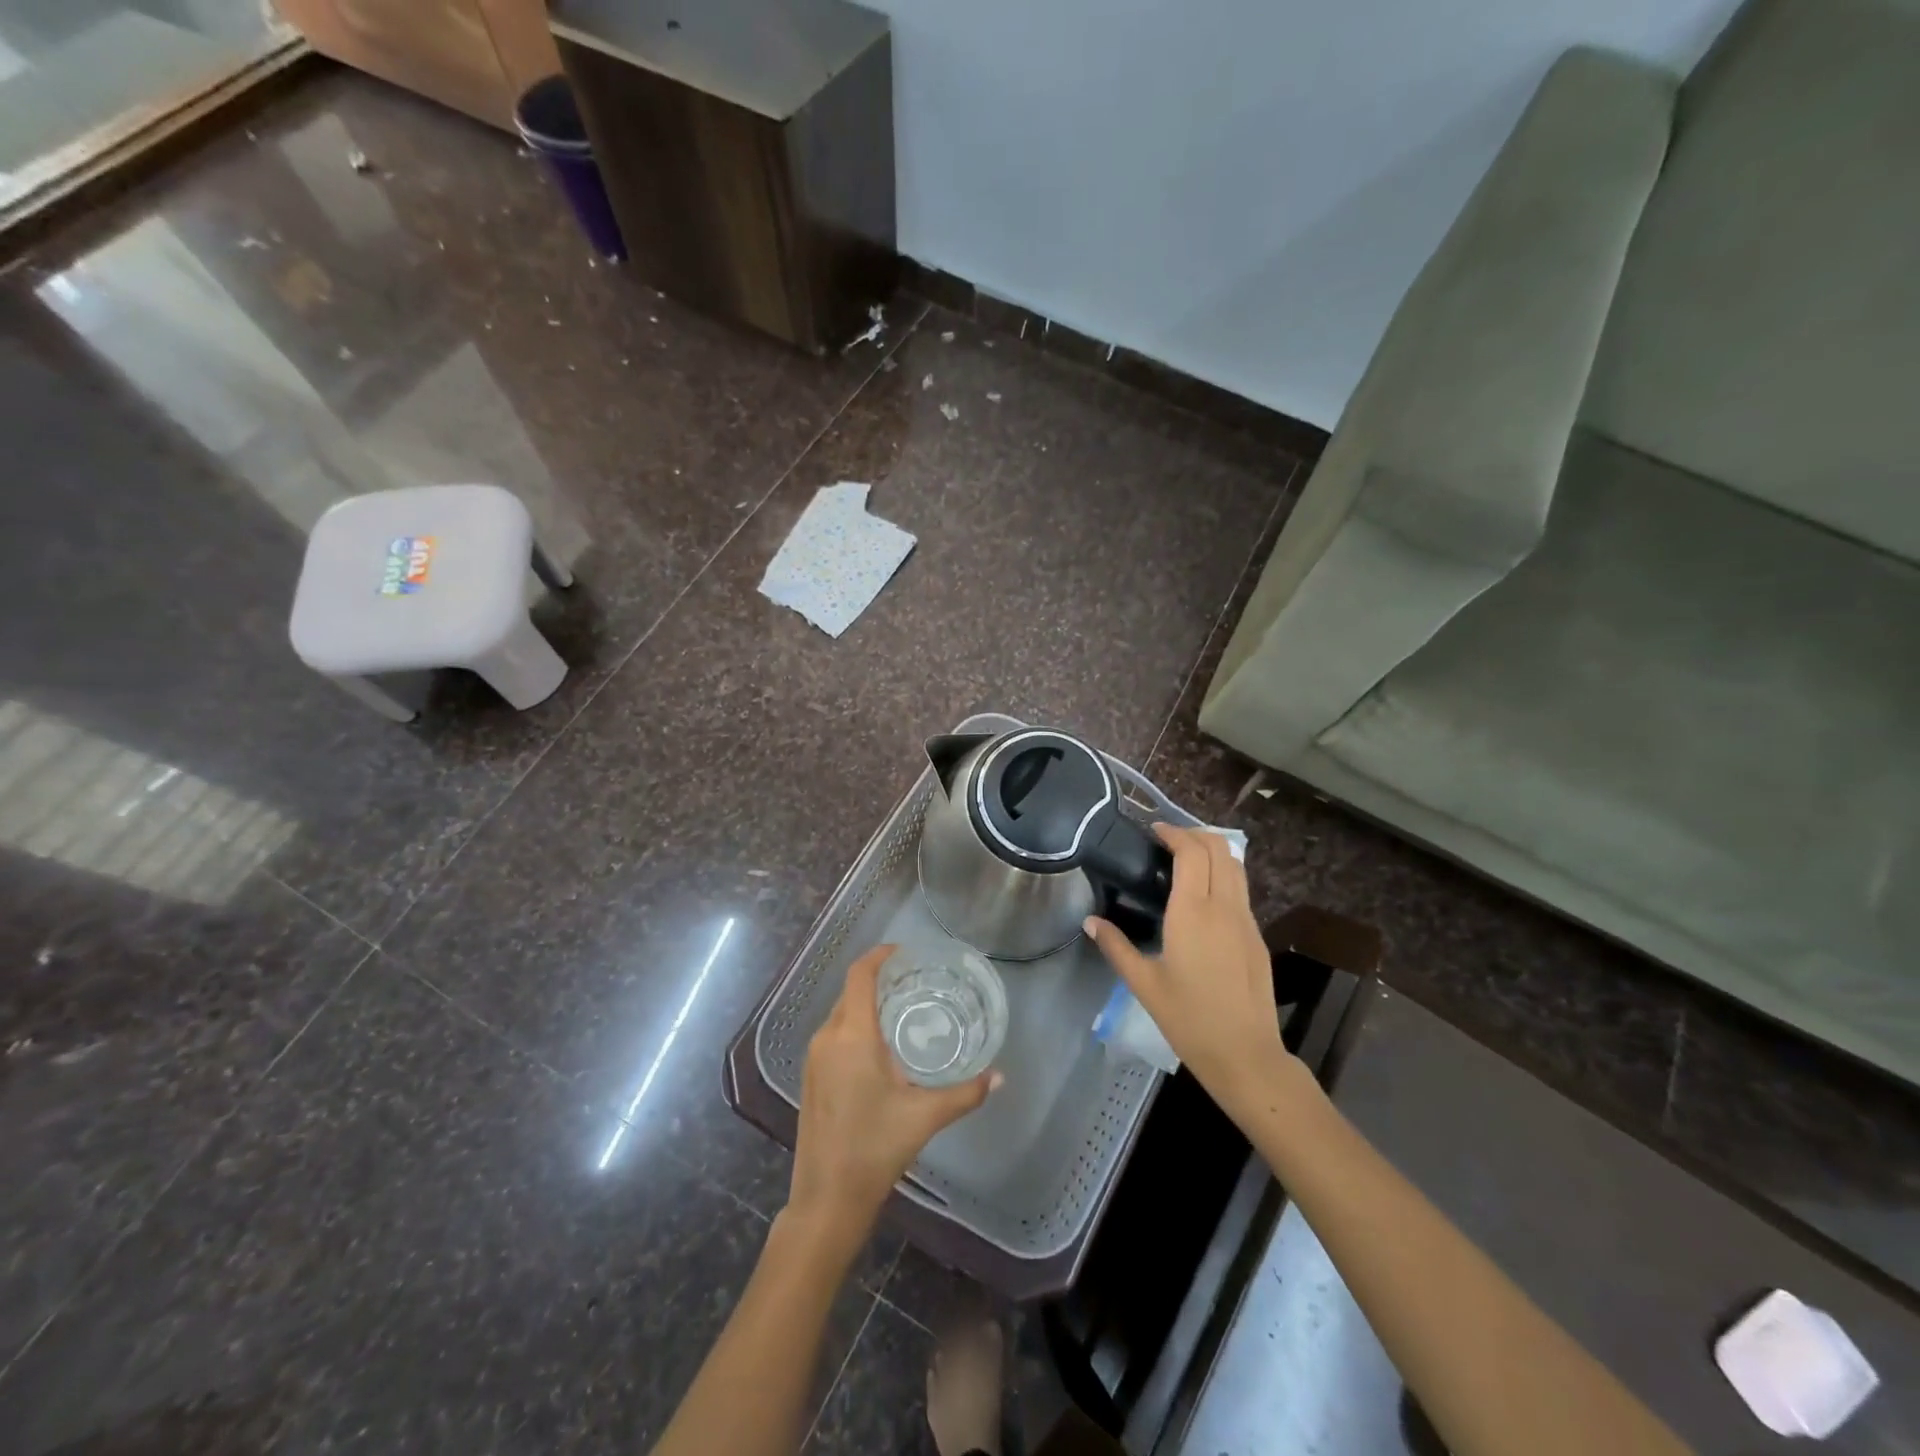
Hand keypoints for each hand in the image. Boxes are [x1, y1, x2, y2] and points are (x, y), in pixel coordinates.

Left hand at [788, 945, 1000, 1242]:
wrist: (825, 1200)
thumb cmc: (874, 1149)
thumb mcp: (925, 1117)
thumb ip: (965, 1093)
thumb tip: (999, 1077)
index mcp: (852, 1036)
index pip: (860, 975)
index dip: (879, 956)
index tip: (905, 951)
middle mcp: (827, 1037)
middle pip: (850, 992)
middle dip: (878, 979)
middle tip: (914, 980)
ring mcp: (814, 1058)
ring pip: (841, 1014)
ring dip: (866, 1004)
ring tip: (902, 1008)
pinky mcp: (810, 1077)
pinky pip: (834, 1034)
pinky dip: (855, 1025)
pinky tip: (880, 1046)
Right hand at [1084, 825, 1289, 1114]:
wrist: (1245, 1054)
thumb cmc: (1188, 1019)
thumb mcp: (1144, 983)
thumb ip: (1116, 947)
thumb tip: (1090, 922)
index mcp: (1193, 912)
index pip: (1192, 852)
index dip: (1174, 833)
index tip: (1154, 830)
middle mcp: (1224, 907)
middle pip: (1219, 848)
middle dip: (1195, 834)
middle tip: (1168, 840)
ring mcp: (1246, 920)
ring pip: (1236, 866)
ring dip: (1213, 851)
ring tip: (1185, 859)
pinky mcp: (1256, 936)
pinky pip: (1241, 889)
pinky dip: (1223, 874)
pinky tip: (1203, 895)